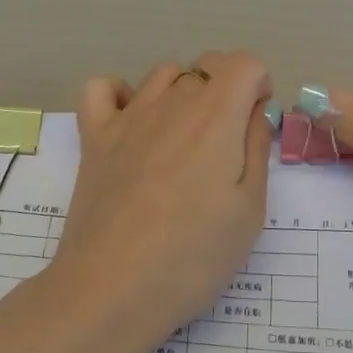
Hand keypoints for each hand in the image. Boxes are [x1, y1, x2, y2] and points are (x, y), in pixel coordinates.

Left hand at [56, 52, 273, 338]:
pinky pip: (102, 88)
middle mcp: (171, 103)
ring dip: (182, 93)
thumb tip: (255, 113)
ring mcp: (127, 117)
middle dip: (226, 93)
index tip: (254, 126)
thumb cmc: (193, 257)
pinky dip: (120, 95)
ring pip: (163, 74)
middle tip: (225, 147)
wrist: (112, 290)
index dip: (259, 86)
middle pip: (206, 68)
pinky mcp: (94, 137)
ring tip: (183, 140)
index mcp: (216, 117)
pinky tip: (132, 125)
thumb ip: (256, 150)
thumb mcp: (249, 211)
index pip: (244, 62)